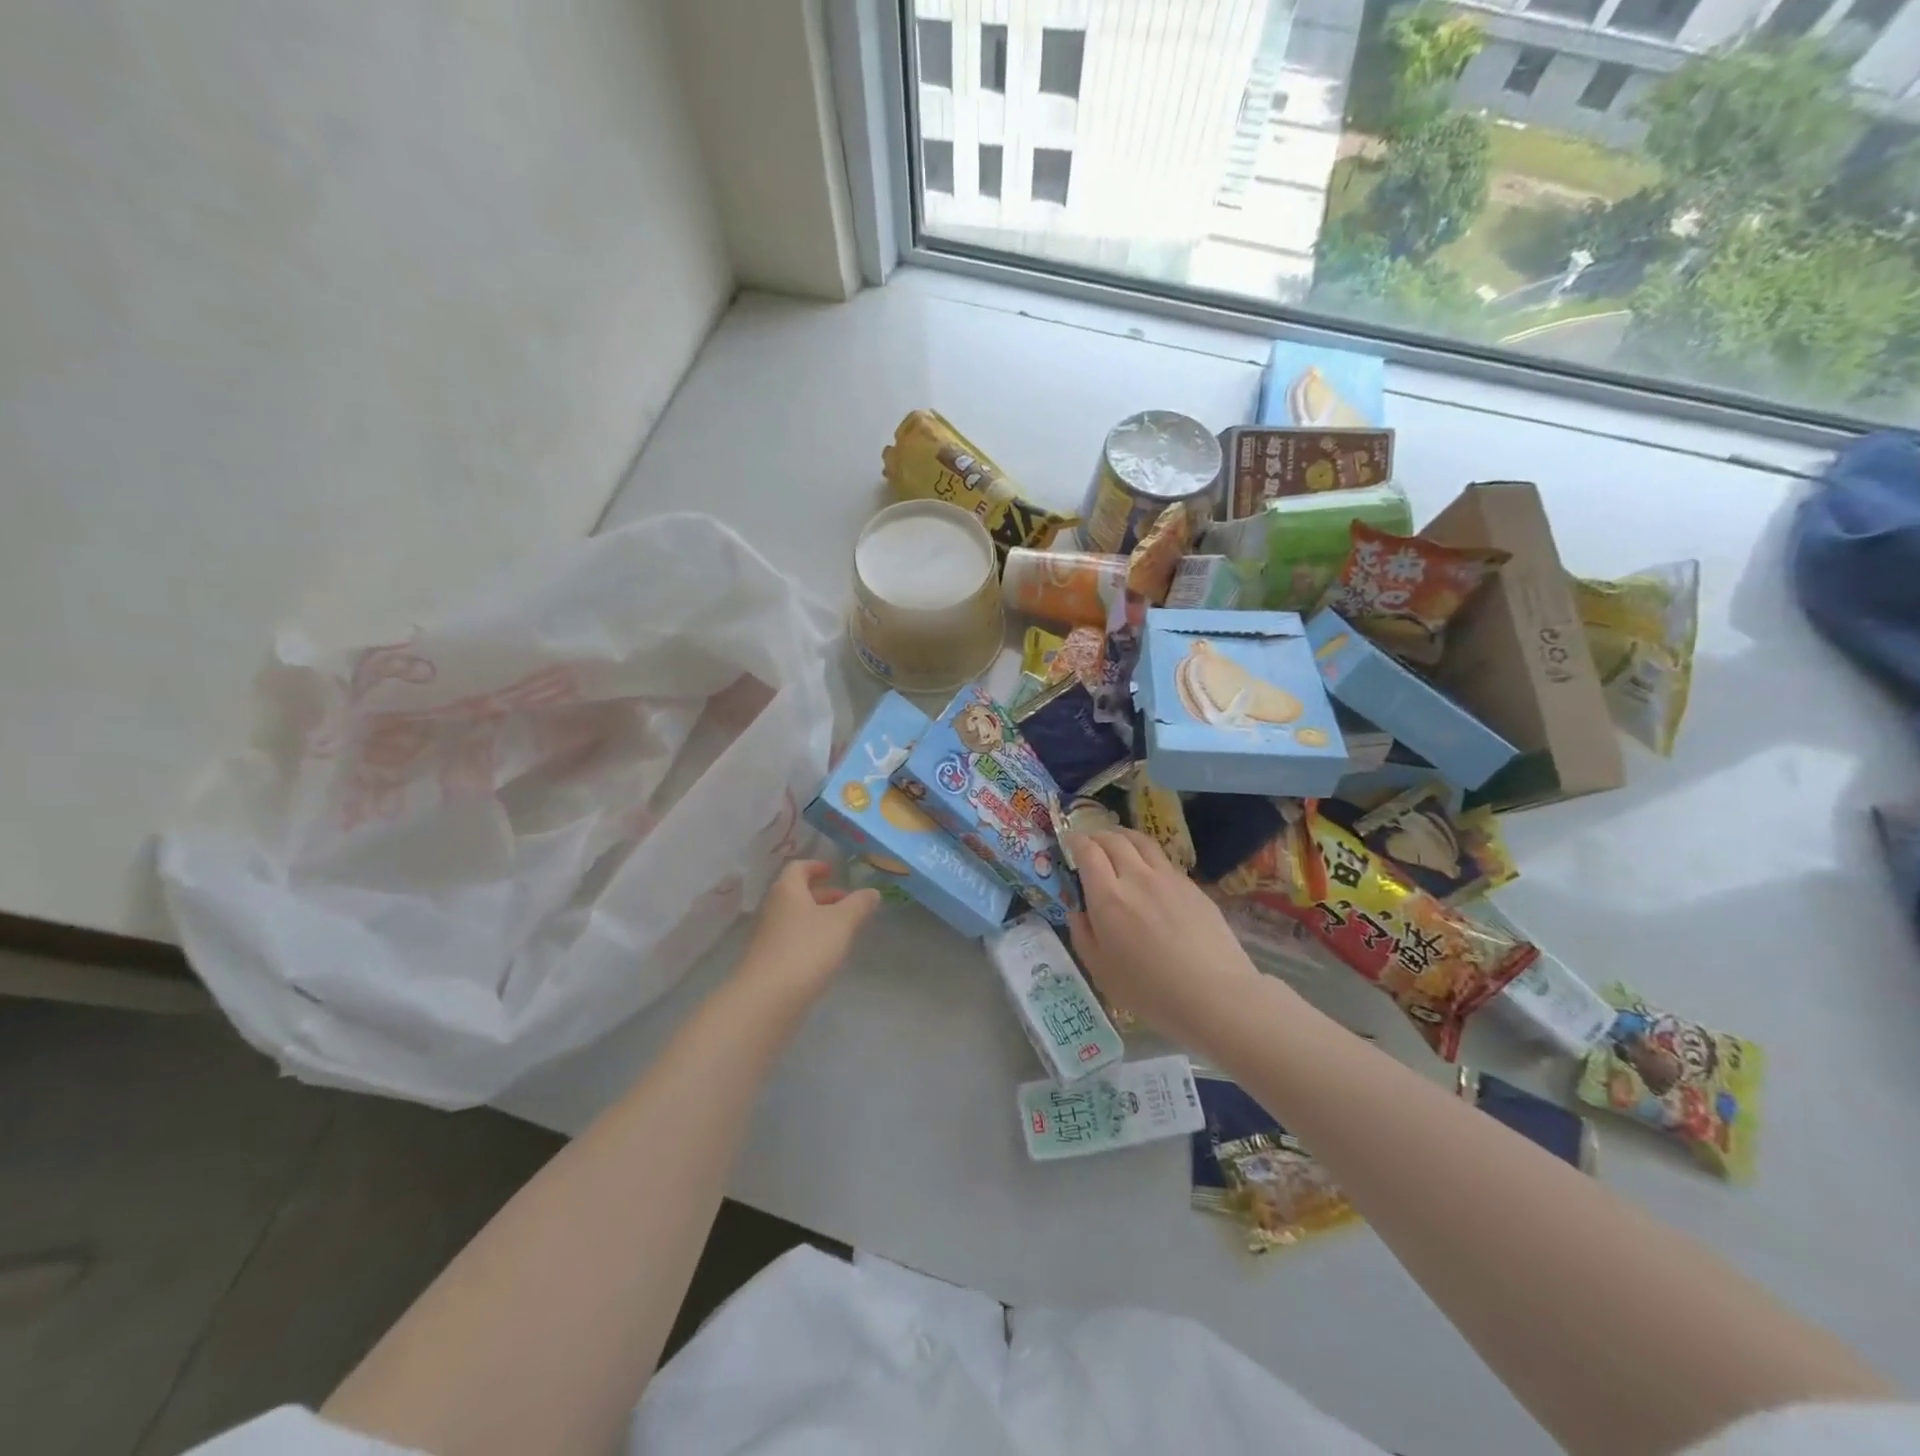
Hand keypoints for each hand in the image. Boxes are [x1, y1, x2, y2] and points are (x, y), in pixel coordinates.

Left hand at [735, 860, 879, 1006]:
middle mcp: (772, 908)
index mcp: (787, 890)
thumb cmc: (807, 949)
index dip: (816, 866)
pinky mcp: (767, 961)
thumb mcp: (842, 923)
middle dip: (822, 895)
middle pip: (796, 893)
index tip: (832, 871)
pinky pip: (790, 939)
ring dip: (816, 918)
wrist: (767, 998)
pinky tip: (825, 954)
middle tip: (846, 902)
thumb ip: (859, 904)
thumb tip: (872, 892)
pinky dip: (808, 938)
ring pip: (794, 917)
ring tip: (842, 930)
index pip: (798, 868)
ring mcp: (767, 936)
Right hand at [1066, 829, 1265, 1051]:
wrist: (1215, 996)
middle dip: (1097, 835)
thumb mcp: (1101, 971)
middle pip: (1114, 839)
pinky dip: (1148, 857)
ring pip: (1142, 841)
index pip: (1087, 851)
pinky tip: (1149, 874)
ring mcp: (1169, 878)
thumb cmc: (1150, 991)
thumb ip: (1083, 935)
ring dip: (1123, 837)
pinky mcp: (1193, 886)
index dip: (1075, 841)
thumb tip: (1077, 911)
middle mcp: (1137, 877)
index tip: (1069, 843)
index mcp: (1108, 897)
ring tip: (1118, 844)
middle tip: (1090, 843)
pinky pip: (1164, 861)